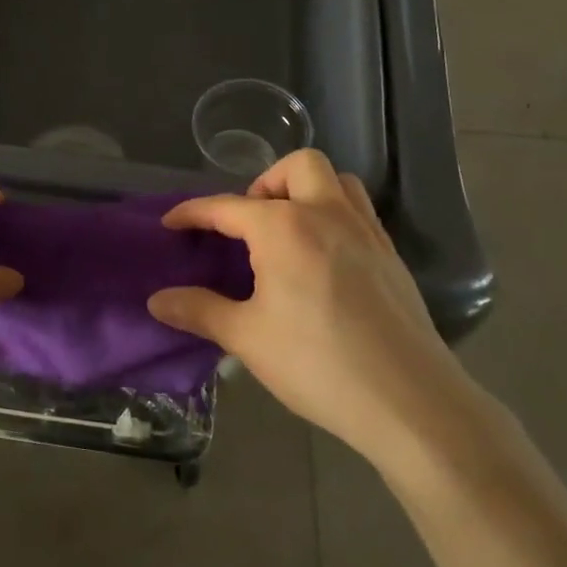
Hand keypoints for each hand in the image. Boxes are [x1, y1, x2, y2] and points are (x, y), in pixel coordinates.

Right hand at [148, 150, 496, 485]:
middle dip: (266, 183)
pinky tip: (323, 260)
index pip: (226, 207)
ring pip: (338, 181)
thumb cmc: (317, 363)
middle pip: (296, 166)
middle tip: (250, 224)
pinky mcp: (392, 256)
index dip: (193, 213)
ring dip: (308, 191)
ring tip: (288, 231)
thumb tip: (157, 300)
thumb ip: (199, 310)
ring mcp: (366, 232)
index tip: (171, 223)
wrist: (409, 400)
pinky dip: (335, 215)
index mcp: (283, 227)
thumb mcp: (247, 337)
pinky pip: (360, 212)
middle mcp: (326, 213)